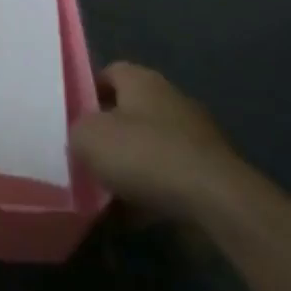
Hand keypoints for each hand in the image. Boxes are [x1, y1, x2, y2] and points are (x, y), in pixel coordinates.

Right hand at [70, 64, 246, 223]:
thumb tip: (83, 139)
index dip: (88, 93)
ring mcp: (195, 135)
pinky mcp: (210, 171)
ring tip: (107, 194)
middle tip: (86, 158)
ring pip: (150, 147)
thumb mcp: (88, 138)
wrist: (216, 201)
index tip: (73, 120)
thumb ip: (77, 132)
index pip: (108, 73)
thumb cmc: (145, 154)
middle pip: (129, 112)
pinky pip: (170, 177)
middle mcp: (170, 99)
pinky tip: (135, 217)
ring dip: (131, 167)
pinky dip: (152, 192)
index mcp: (141, 80)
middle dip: (109, 135)